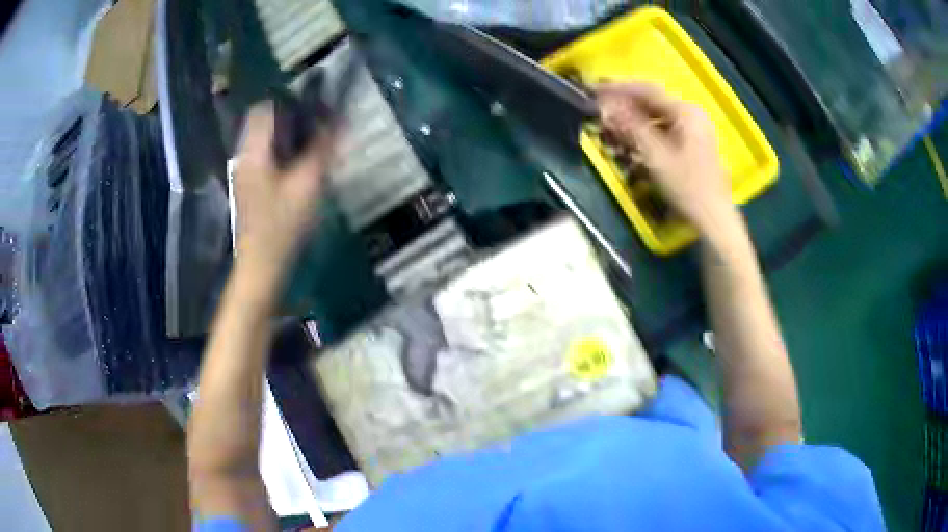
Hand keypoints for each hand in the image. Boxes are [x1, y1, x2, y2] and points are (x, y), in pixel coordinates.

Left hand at [233, 102, 329, 268]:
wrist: (261, 267)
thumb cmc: (282, 226)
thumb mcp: (308, 185)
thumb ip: (322, 149)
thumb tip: (340, 118)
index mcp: (253, 152)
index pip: (264, 108)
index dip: (289, 101)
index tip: (314, 106)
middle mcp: (244, 158)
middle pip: (264, 123)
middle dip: (291, 119)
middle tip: (317, 128)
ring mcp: (244, 174)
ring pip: (265, 141)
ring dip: (288, 137)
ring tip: (313, 147)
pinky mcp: (249, 188)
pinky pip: (265, 158)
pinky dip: (283, 154)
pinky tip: (299, 170)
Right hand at [596, 82, 737, 238]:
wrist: (714, 219)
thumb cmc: (687, 187)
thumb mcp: (656, 156)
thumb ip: (631, 126)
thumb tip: (607, 105)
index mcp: (686, 112)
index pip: (647, 90)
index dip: (619, 89)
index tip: (595, 91)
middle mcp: (692, 115)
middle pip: (653, 102)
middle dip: (626, 106)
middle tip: (601, 110)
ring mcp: (695, 130)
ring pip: (658, 117)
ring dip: (635, 120)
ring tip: (613, 127)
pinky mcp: (694, 144)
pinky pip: (665, 129)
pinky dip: (647, 132)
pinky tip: (634, 141)